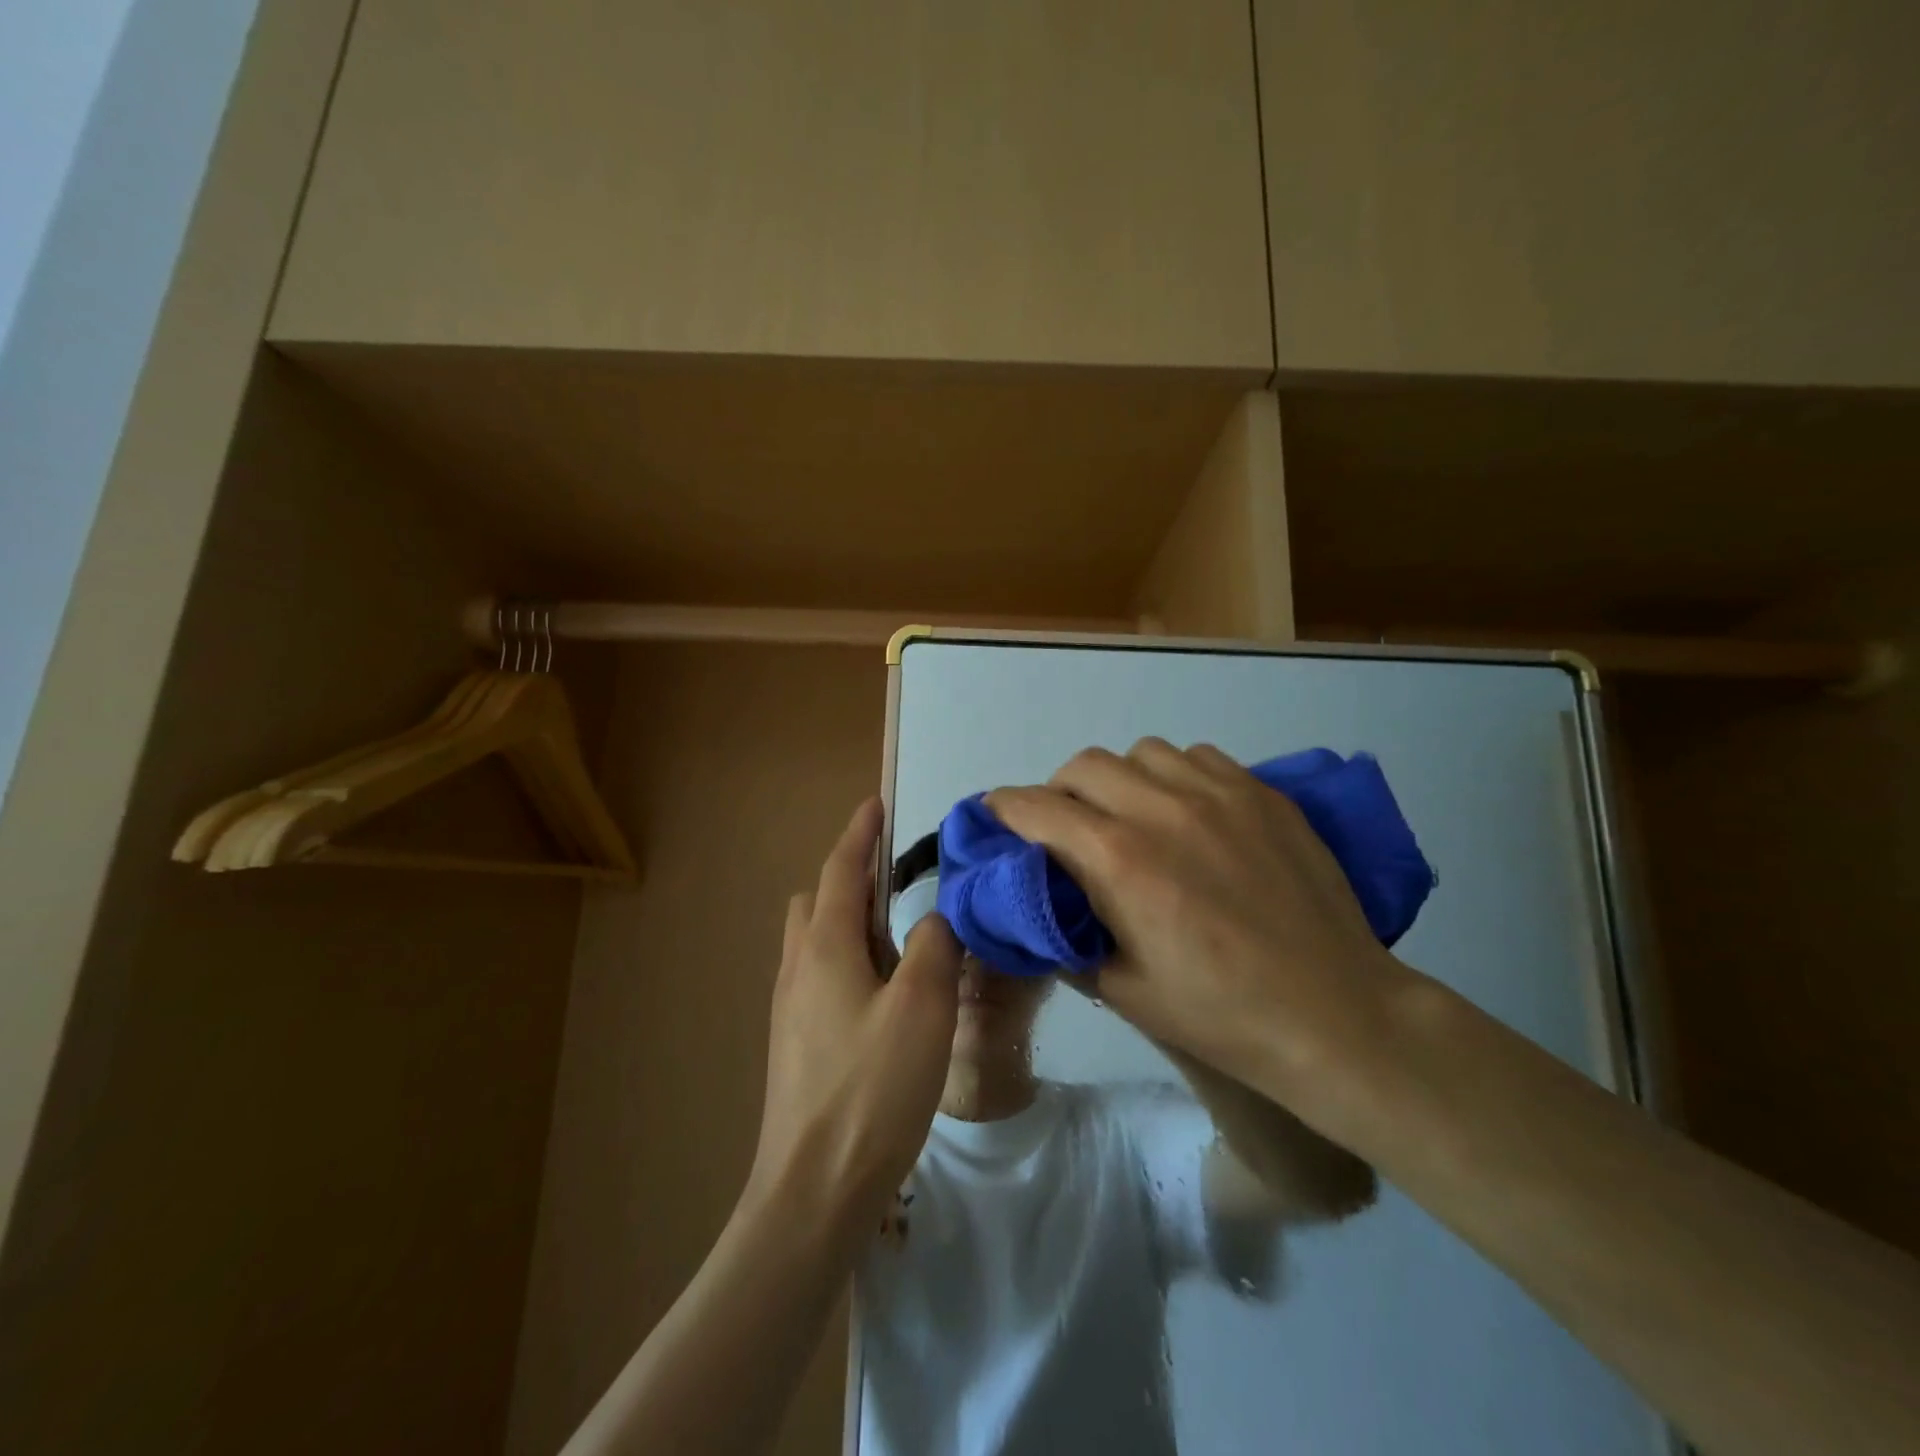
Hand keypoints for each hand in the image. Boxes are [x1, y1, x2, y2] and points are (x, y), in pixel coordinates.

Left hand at [747, 798, 962, 1232]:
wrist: (812, 1189)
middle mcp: (798, 966)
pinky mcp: (797, 1042)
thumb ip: (933, 945)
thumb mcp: (921, 1006)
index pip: (839, 869)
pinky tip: (885, 995)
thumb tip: (933, 918)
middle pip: (816, 900)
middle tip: (898, 882)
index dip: (860, 833)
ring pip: (816, 940)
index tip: (877, 803)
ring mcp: (791, 1007)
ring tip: (901, 939)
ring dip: (852, 922)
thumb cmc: (872, 1088)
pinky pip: (820, 976)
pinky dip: (850, 960)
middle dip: (852, 877)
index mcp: (824, 946)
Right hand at [986, 740, 1411, 1116]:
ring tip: (1132, 816)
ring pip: (1140, 753)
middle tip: (1069, 830)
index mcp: (1120, 861)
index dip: (1004, 808)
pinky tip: (1189, 813)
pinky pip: (1196, 757)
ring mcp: (1218, 793)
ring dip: (1119, 780)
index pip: (1037, 807)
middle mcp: (1162, 809)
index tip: (994, 817)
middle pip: (1082, 766)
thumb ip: (1066, 938)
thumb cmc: (1221, 1014)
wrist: (1336, 1014)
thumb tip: (1037, 907)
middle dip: (1059, 793)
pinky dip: (1173, 776)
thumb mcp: (1122, 990)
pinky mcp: (1261, 792)